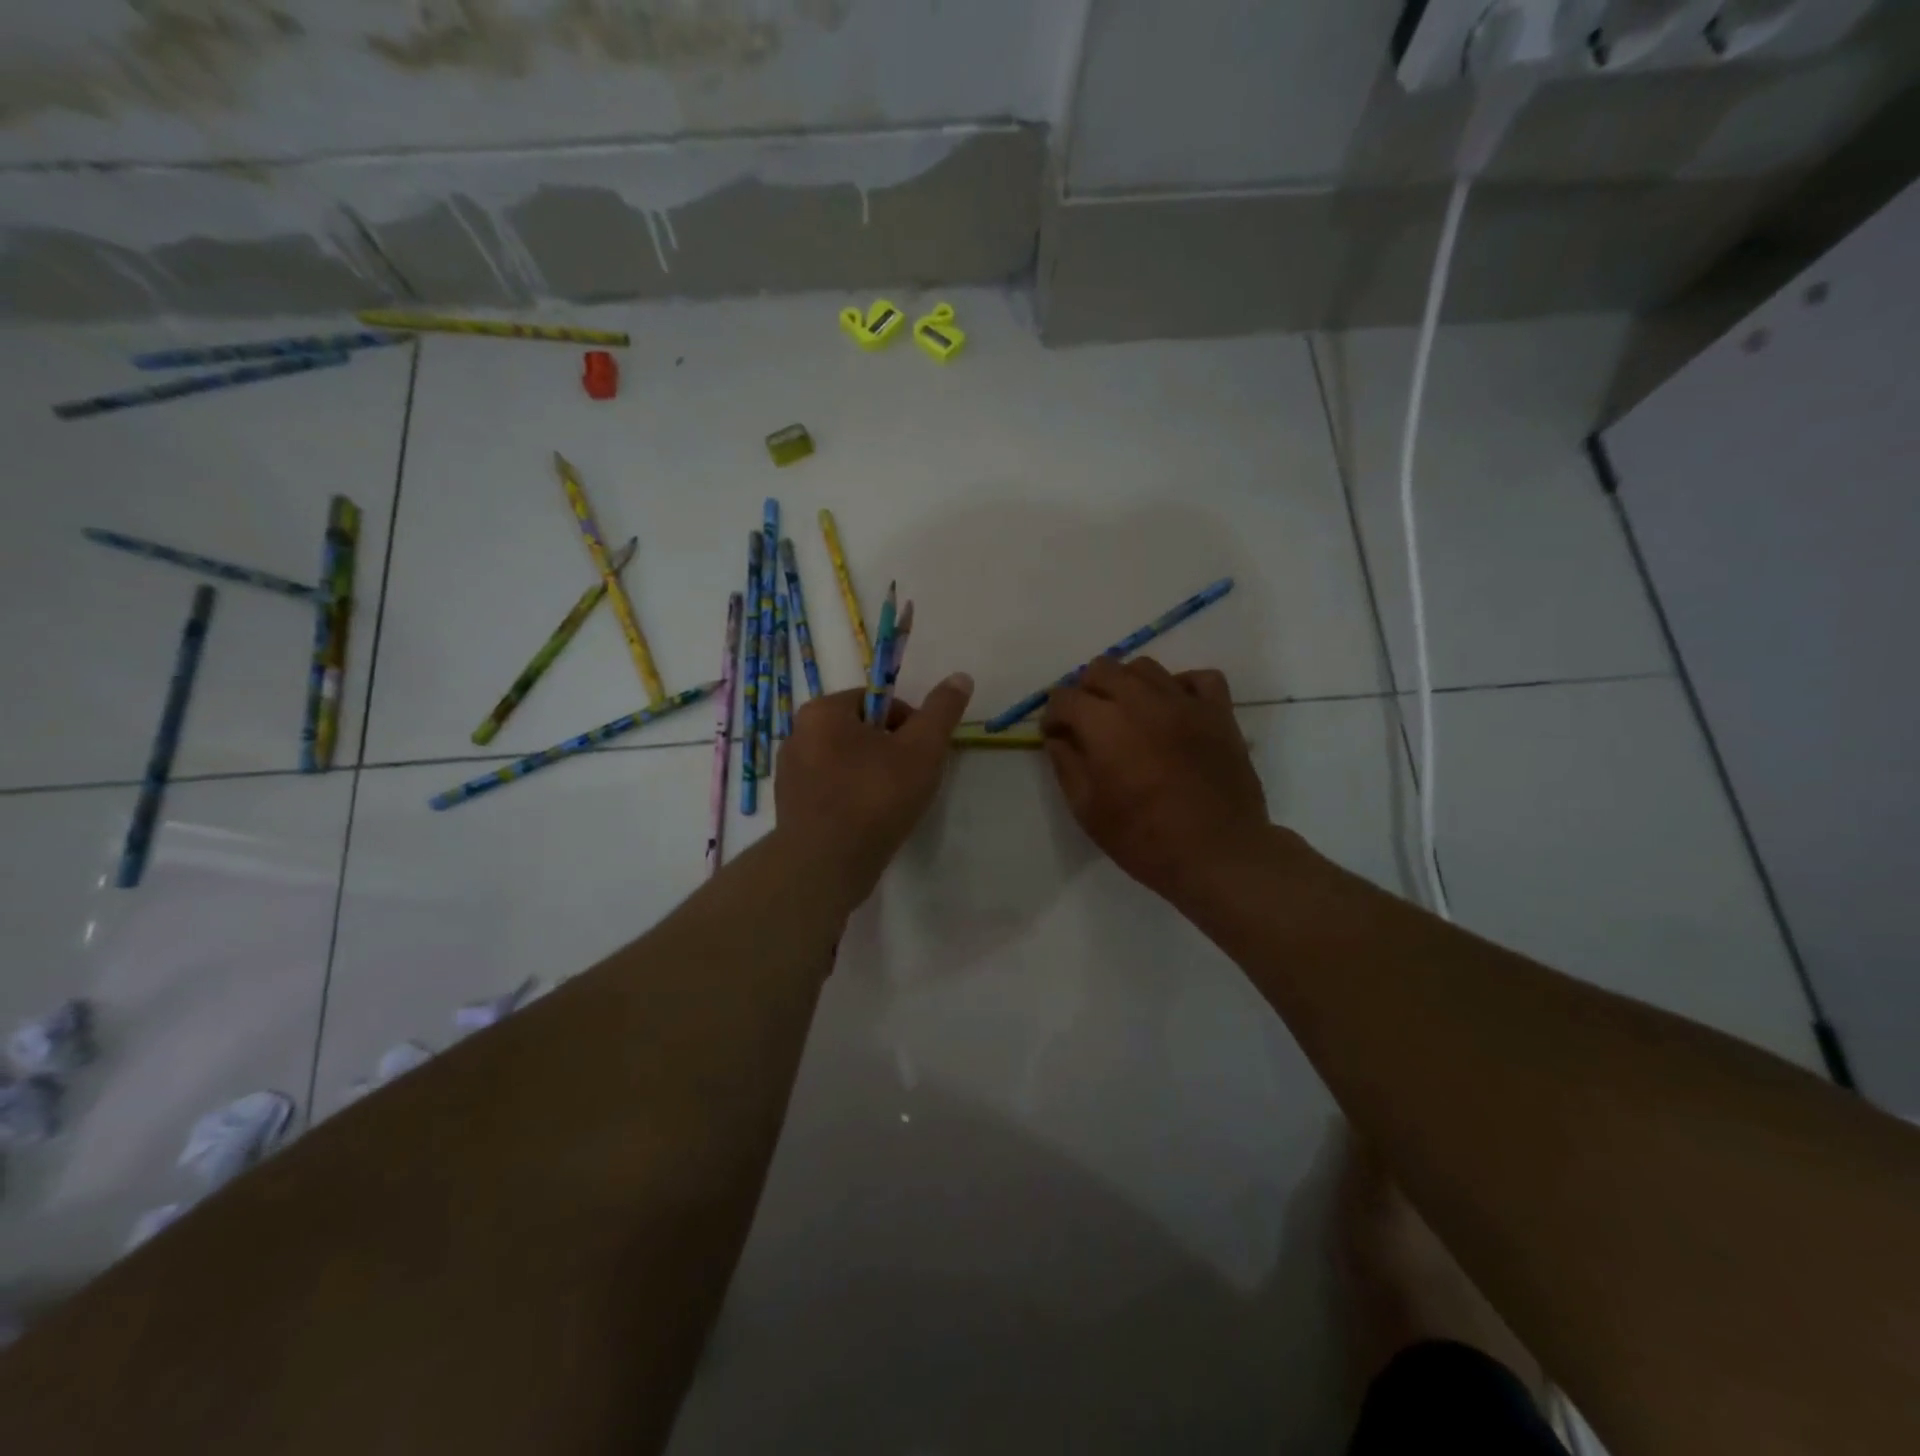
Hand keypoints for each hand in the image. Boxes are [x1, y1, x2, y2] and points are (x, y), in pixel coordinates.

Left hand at [775, 673, 974, 904]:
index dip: (908, 725)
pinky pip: (831, 790)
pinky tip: (868, 822)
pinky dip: (851, 798)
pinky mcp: (790, 806)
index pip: (877, 701)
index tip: (922, 755)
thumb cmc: (874, 798)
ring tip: (891, 805)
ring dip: (871, 776)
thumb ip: (941, 712)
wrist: (825, 866)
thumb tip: (960, 677)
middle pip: (861, 731)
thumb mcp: (921, 750)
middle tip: (910, 782)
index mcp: (822, 711)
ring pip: (845, 762)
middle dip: (889, 751)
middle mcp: (797, 734)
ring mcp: (789, 773)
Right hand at [1041, 657, 1270, 903]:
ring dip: (1127, 684)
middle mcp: (1142, 700)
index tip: (1055, 737)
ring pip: (1145, 668)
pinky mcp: (1219, 712)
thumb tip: (1059, 738)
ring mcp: (1185, 702)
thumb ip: (1066, 765)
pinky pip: (1199, 678)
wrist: (1218, 854)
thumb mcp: (1087, 810)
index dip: (1052, 716)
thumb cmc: (1144, 838)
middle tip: (1088, 724)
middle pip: (1102, 669)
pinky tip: (1174, 709)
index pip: (1064, 697)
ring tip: (1129, 714)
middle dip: (1086, 692)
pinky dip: (1181, 686)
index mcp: (1105, 723)